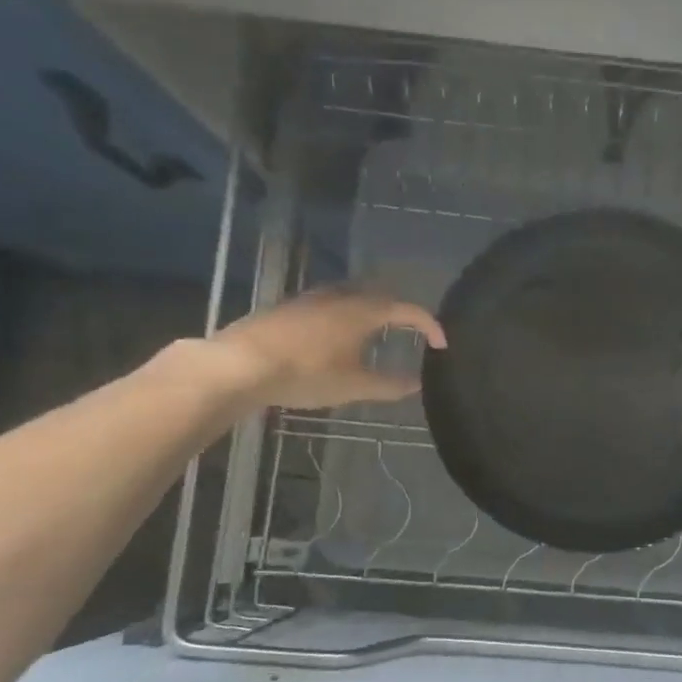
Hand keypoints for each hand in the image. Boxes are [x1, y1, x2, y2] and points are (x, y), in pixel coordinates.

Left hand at [209, 289, 446, 409]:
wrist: (239, 364)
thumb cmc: (305, 373)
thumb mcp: (354, 386)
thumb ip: (390, 385)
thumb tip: (417, 384)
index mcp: (363, 311)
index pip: (408, 310)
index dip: (429, 325)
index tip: (441, 343)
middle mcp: (340, 296)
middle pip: (380, 295)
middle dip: (400, 311)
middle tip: (411, 331)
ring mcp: (311, 298)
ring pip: (351, 296)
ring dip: (370, 310)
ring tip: (375, 333)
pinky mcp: (288, 307)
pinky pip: (329, 304)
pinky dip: (345, 315)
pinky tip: (336, 336)